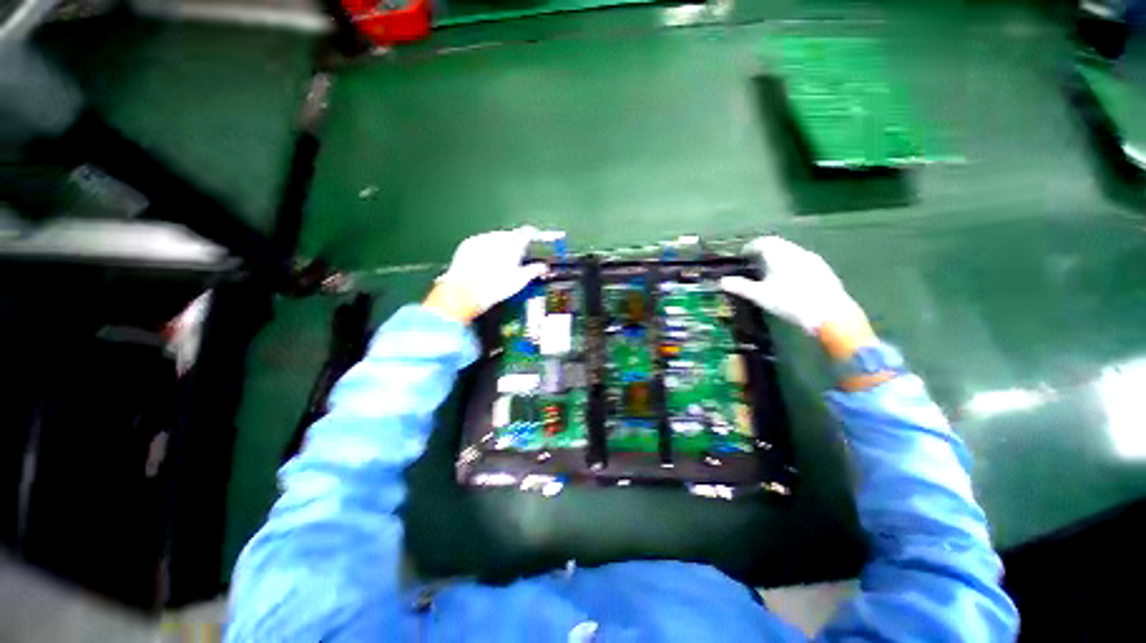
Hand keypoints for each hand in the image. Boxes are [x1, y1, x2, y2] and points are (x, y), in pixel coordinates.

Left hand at [425, 226, 546, 323]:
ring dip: (499, 246)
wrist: (466, 292)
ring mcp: (481, 239)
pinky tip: (485, 263)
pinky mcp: (468, 244)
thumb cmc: (495, 287)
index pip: (527, 232)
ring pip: (495, 238)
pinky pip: (481, 242)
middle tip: (515, 259)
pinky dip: (485, 249)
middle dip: (514, 244)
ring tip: (499, 263)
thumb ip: (534, 270)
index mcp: (514, 244)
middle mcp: (498, 237)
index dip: (531, 236)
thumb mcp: (520, 281)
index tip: (532, 240)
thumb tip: (542, 268)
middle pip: (510, 235)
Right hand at [720, 236, 862, 333]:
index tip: (743, 256)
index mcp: (780, 254)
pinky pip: (803, 262)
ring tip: (771, 273)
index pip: (763, 242)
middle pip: (778, 245)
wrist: (830, 314)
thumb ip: (740, 287)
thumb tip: (722, 281)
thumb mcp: (760, 296)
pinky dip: (792, 266)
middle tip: (754, 264)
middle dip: (764, 252)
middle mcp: (797, 252)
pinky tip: (790, 281)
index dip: (751, 247)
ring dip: (779, 258)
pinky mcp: (823, 270)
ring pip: (792, 253)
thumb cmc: (790, 302)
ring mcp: (813, 260)